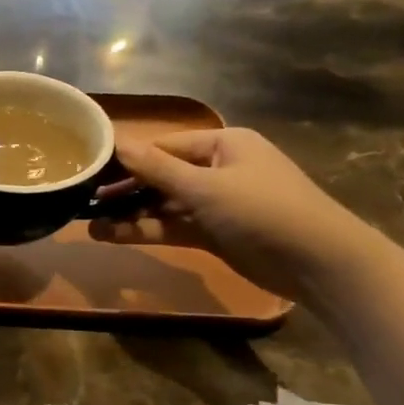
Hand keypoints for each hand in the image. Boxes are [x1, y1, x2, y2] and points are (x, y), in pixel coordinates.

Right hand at [92, 128, 383, 298]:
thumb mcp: (205, 186)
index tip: (88, 168)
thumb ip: (156, 168)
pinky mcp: (215, 233)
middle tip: (82, 200)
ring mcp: (216, 203)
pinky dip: (146, 230)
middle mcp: (218, 168)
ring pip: (163, 204)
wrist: (320, 263)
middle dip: (123, 190)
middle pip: (160, 175)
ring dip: (129, 214)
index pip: (162, 146)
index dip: (126, 158)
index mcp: (222, 144)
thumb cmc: (263, 211)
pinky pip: (173, 226)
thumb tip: (114, 141)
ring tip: (88, 224)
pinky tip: (112, 236)